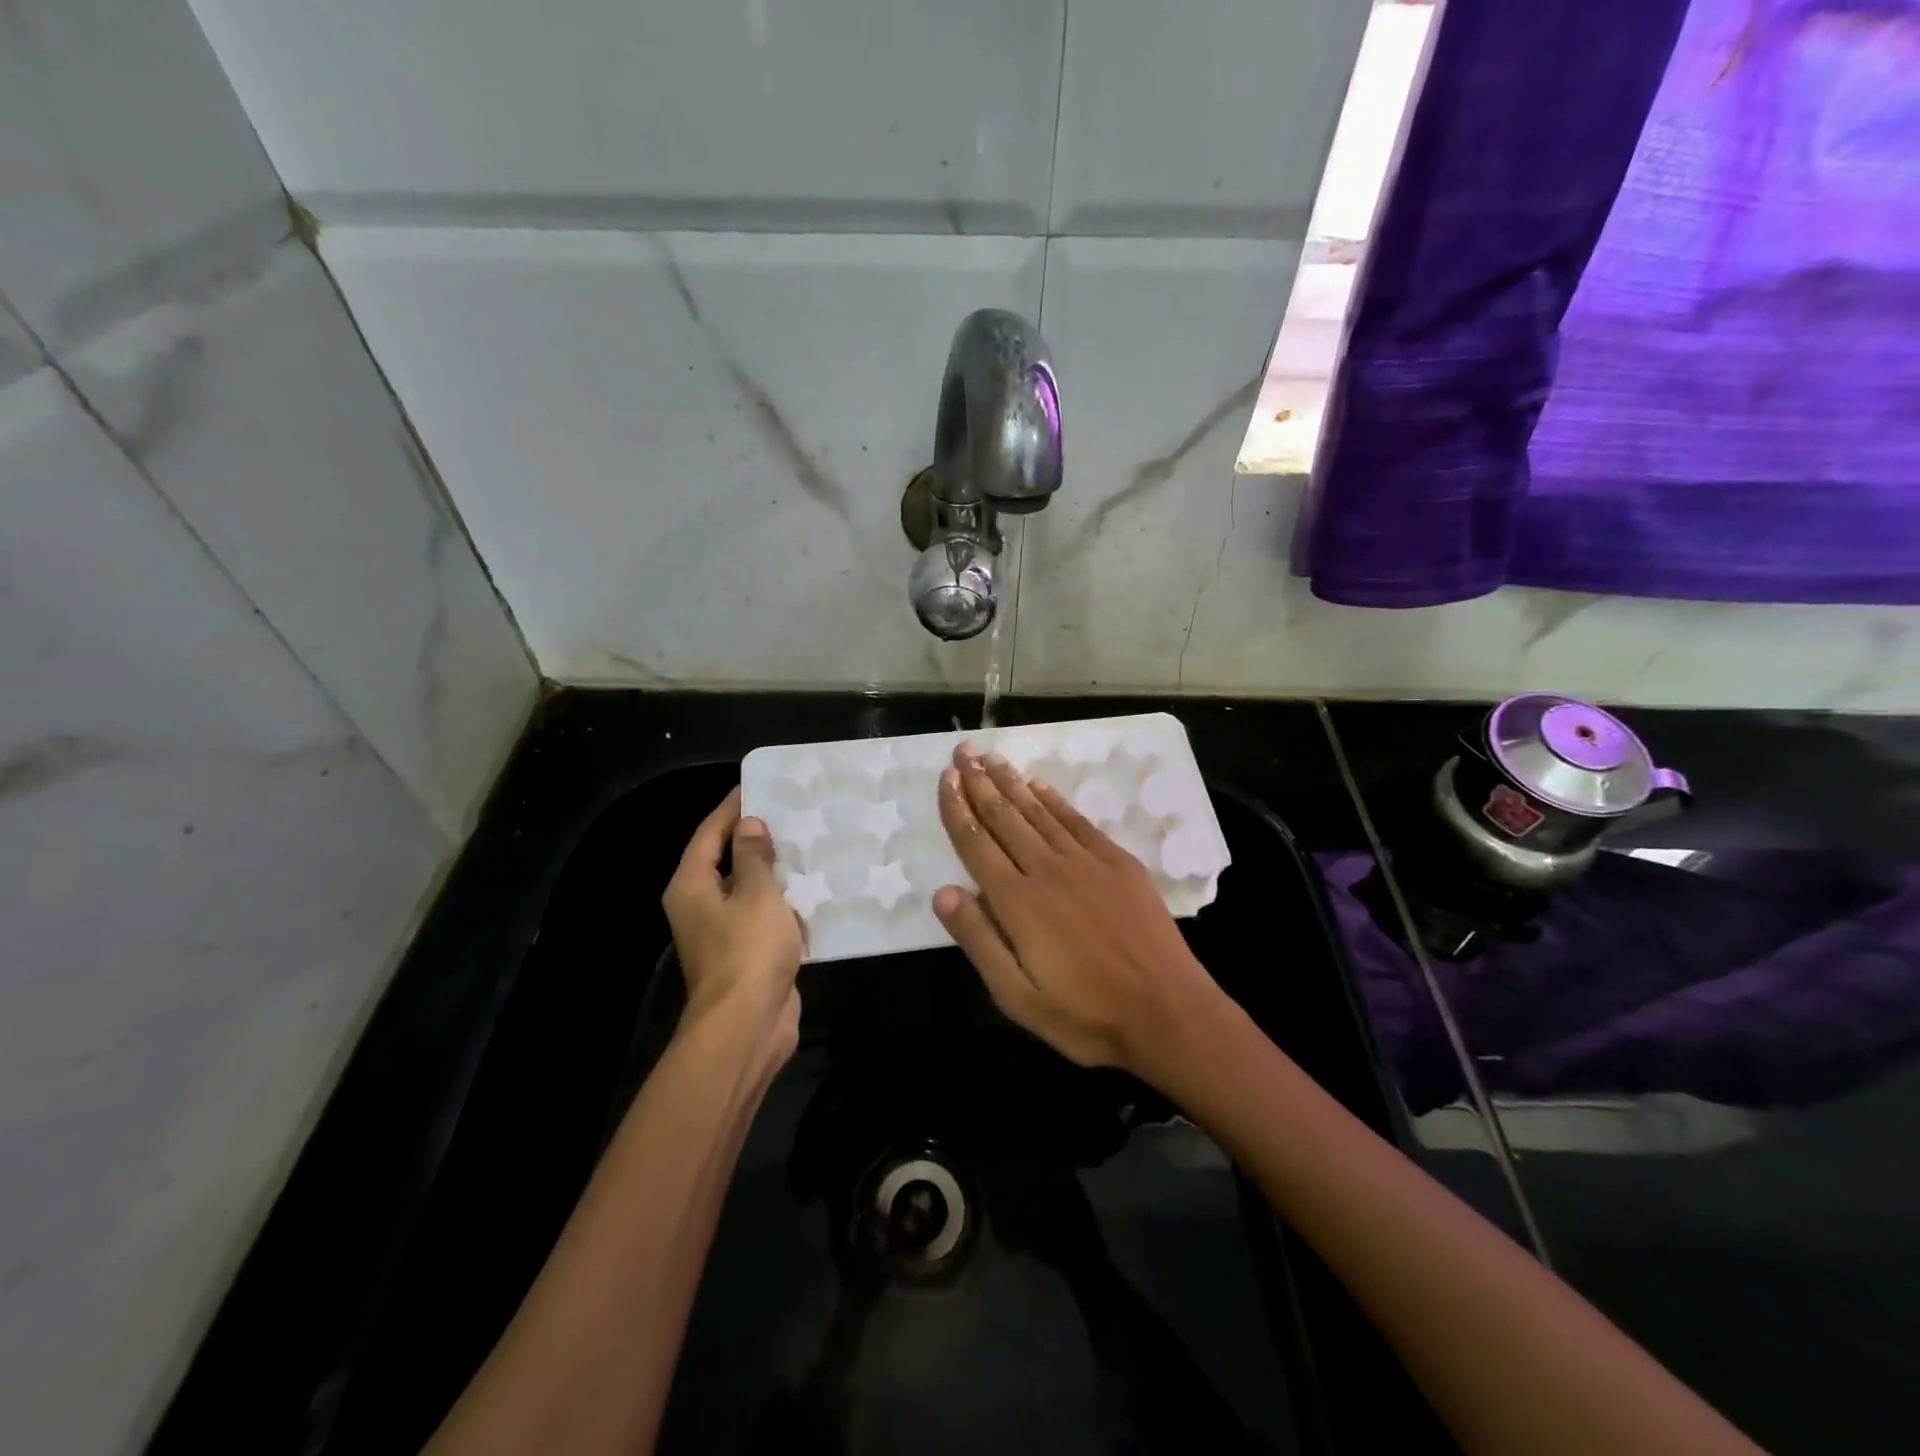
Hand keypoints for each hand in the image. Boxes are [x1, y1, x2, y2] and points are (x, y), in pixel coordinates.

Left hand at [663, 787, 804, 1060]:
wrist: (748, 1025)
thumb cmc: (748, 950)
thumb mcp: (757, 894)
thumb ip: (754, 856)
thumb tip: (749, 825)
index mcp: (692, 886)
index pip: (709, 833)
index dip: (732, 808)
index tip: (757, 785)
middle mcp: (700, 905)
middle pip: (725, 859)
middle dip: (754, 837)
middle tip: (788, 811)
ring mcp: (722, 931)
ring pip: (747, 888)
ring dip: (772, 869)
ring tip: (805, 841)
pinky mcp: (746, 952)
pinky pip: (763, 914)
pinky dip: (783, 900)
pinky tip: (812, 886)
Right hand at [932, 745, 1221, 1076]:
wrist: (1166, 1011)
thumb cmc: (1086, 1015)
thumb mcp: (1018, 997)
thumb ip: (979, 940)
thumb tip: (942, 892)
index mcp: (1018, 902)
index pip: (977, 844)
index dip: (957, 809)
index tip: (945, 778)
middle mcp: (1047, 870)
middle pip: (1005, 817)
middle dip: (979, 782)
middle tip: (963, 752)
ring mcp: (1086, 862)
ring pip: (1038, 812)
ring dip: (1012, 782)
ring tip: (991, 758)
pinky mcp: (1118, 863)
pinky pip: (1077, 821)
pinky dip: (1054, 800)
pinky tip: (1039, 786)